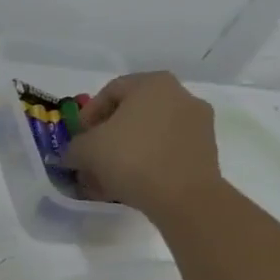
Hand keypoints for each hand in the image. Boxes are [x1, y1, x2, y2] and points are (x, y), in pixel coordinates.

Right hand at [66, 71, 221, 219]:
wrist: (183, 196)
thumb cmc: (130, 157)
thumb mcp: (85, 150)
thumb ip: (73, 147)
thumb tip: (73, 155)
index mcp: (152, 84)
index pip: (110, 91)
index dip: (87, 115)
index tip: (78, 138)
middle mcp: (181, 96)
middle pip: (132, 113)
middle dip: (107, 136)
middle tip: (91, 157)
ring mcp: (198, 123)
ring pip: (149, 134)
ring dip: (125, 151)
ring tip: (107, 176)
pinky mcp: (206, 151)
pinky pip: (166, 150)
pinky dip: (146, 162)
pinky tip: (129, 183)